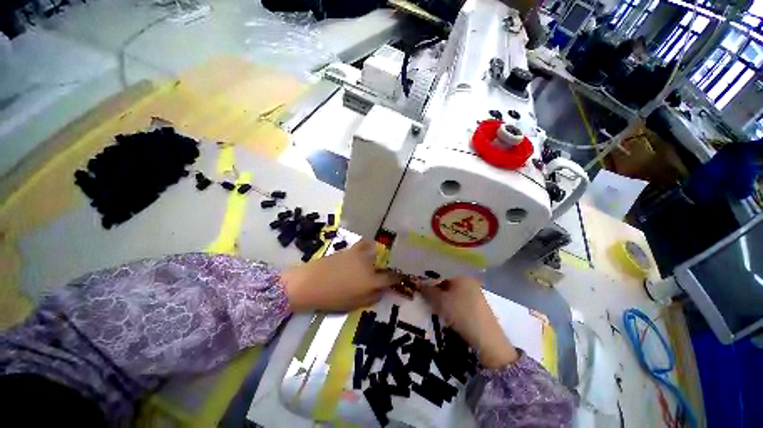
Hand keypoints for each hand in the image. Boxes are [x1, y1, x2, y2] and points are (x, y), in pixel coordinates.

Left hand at [281, 240, 396, 311]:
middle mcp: (369, 265)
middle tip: (384, 272)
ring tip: (376, 259)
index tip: (399, 278)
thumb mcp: (354, 305)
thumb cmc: (331, 298)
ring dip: (378, 256)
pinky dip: (369, 245)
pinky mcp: (351, 249)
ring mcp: (360, 255)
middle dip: (386, 268)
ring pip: (376, 252)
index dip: (397, 278)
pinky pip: (364, 243)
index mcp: (371, 281)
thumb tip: (381, 291)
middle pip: (384, 264)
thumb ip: (372, 298)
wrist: (309, 283)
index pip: (390, 278)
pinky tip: (368, 247)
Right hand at [420, 277, 518, 368]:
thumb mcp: (440, 301)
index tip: (417, 276)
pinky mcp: (473, 302)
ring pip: (450, 286)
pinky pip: (456, 294)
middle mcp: (467, 278)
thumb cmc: (462, 314)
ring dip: (439, 290)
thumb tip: (417, 282)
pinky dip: (447, 297)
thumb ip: (427, 290)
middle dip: (432, 282)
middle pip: (445, 277)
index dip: (427, 272)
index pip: (440, 267)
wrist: (487, 339)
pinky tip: (440, 303)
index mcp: (461, 273)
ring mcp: (472, 290)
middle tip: (419, 286)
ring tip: (427, 295)